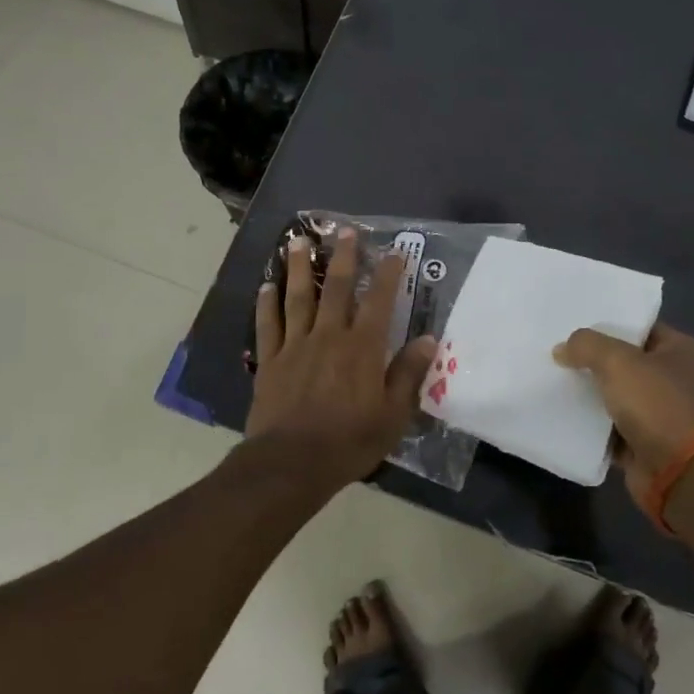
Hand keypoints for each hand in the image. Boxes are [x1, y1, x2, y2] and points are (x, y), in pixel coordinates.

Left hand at [245, 230, 436, 495]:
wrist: (292, 463)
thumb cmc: (349, 442)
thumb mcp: (393, 415)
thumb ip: (409, 374)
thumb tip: (428, 339)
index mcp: (362, 348)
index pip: (379, 301)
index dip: (388, 274)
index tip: (394, 251)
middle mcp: (329, 336)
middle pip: (335, 288)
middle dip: (342, 257)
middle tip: (344, 230)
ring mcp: (295, 346)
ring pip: (297, 297)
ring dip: (297, 267)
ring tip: (297, 241)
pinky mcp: (270, 360)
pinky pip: (268, 324)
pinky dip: (266, 303)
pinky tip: (266, 285)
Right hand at [553, 323, 693, 501]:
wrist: (677, 472)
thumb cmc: (656, 404)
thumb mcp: (617, 361)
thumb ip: (586, 345)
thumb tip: (561, 349)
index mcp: (679, 349)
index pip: (638, 326)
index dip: (607, 322)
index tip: (573, 321)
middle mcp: (672, 378)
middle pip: (623, 360)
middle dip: (592, 358)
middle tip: (555, 349)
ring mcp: (658, 412)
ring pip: (614, 393)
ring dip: (588, 391)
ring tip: (551, 377)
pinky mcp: (642, 440)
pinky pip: (608, 425)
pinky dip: (589, 422)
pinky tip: (560, 411)